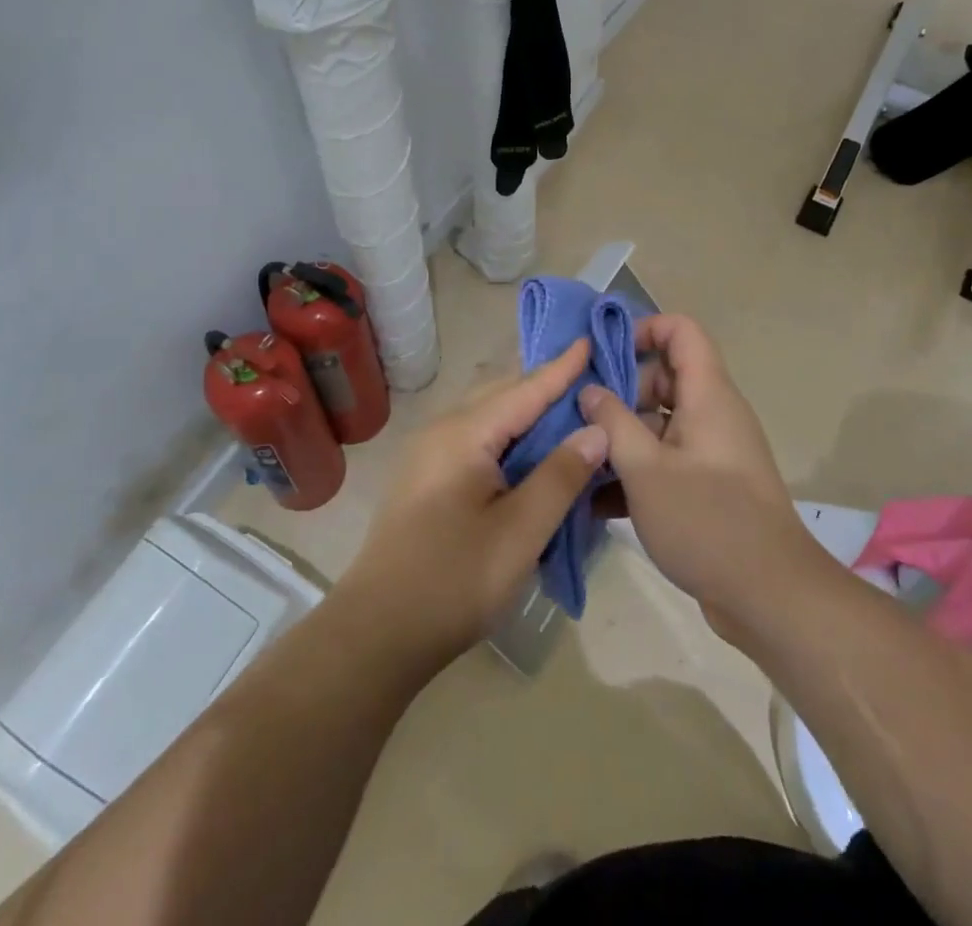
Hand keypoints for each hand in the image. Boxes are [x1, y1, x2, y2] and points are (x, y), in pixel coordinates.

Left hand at [337, 339, 609, 673]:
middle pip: (503, 394)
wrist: (376, 633)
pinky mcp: (426, 477)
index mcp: (464, 433)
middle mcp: (442, 430)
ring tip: (567, 409)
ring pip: (487, 416)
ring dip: (526, 410)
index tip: (590, 338)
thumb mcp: (520, 532)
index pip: (525, 389)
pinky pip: (476, 438)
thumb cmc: (454, 581)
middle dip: (545, 384)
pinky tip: (529, 451)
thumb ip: (560, 475)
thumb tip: (595, 429)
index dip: (561, 368)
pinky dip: (509, 434)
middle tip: (589, 376)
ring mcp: (429, 453)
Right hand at [578, 315, 829, 638]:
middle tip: (580, 414)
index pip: (681, 331)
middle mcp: (713, 414)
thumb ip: (613, 423)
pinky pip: (667, 461)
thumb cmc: (706, 520)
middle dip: (621, 391)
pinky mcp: (709, 487)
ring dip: (622, 437)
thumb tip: (590, 390)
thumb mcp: (646, 469)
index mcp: (708, 395)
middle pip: (665, 378)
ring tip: (577, 458)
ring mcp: (712, 452)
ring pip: (661, 424)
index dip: (643, 330)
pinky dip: (637, 471)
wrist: (771, 596)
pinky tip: (596, 501)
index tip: (603, 355)